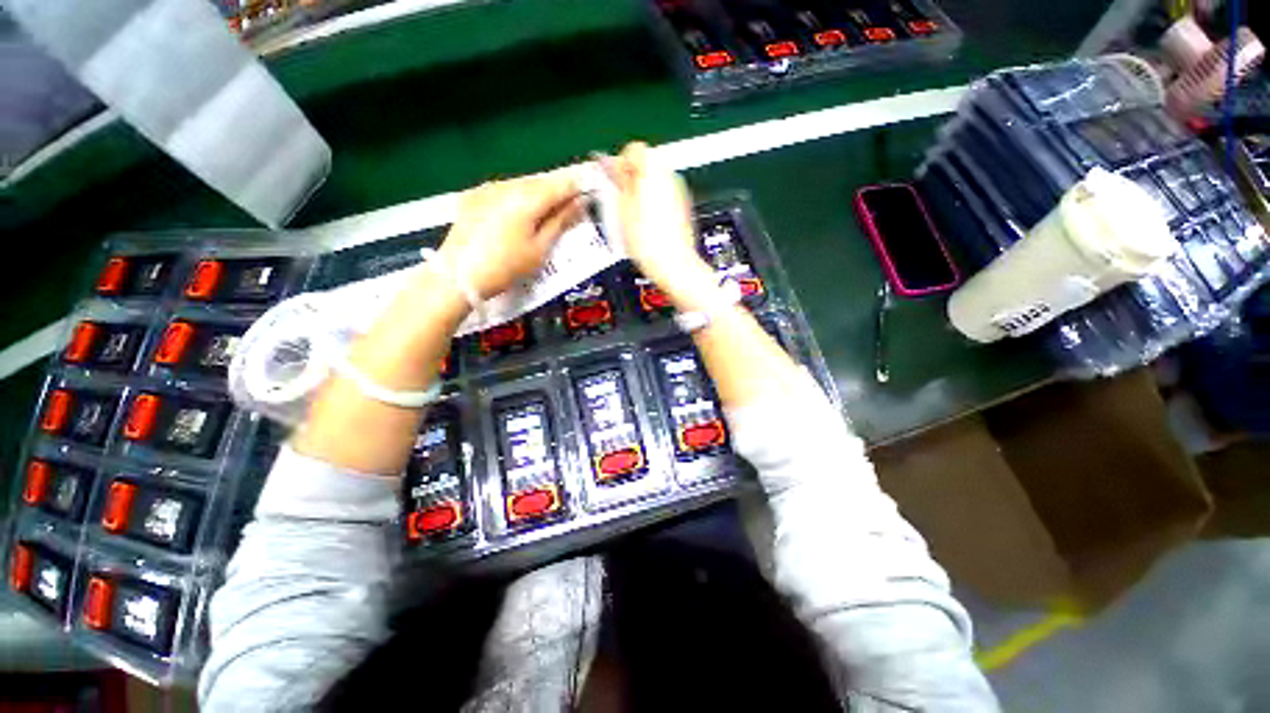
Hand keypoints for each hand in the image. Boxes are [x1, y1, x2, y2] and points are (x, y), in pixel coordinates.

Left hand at [438, 172, 583, 297]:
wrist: (457, 276)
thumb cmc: (506, 267)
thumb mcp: (540, 249)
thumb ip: (560, 222)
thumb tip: (579, 204)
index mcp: (527, 198)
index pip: (560, 184)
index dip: (577, 188)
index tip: (588, 196)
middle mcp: (507, 185)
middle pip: (540, 182)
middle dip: (556, 191)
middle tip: (568, 208)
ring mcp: (487, 189)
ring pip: (521, 184)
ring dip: (537, 194)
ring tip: (544, 214)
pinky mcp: (473, 196)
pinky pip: (503, 190)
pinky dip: (517, 198)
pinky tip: (517, 215)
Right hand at [604, 143, 715, 296]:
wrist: (674, 266)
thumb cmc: (649, 243)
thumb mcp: (620, 210)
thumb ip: (614, 182)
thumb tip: (607, 163)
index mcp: (653, 171)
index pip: (634, 149)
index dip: (619, 165)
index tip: (612, 181)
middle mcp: (669, 176)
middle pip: (646, 164)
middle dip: (631, 178)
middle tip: (619, 200)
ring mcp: (679, 192)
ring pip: (655, 181)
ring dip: (641, 191)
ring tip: (631, 216)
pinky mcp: (682, 207)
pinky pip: (664, 196)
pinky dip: (653, 203)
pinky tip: (645, 224)